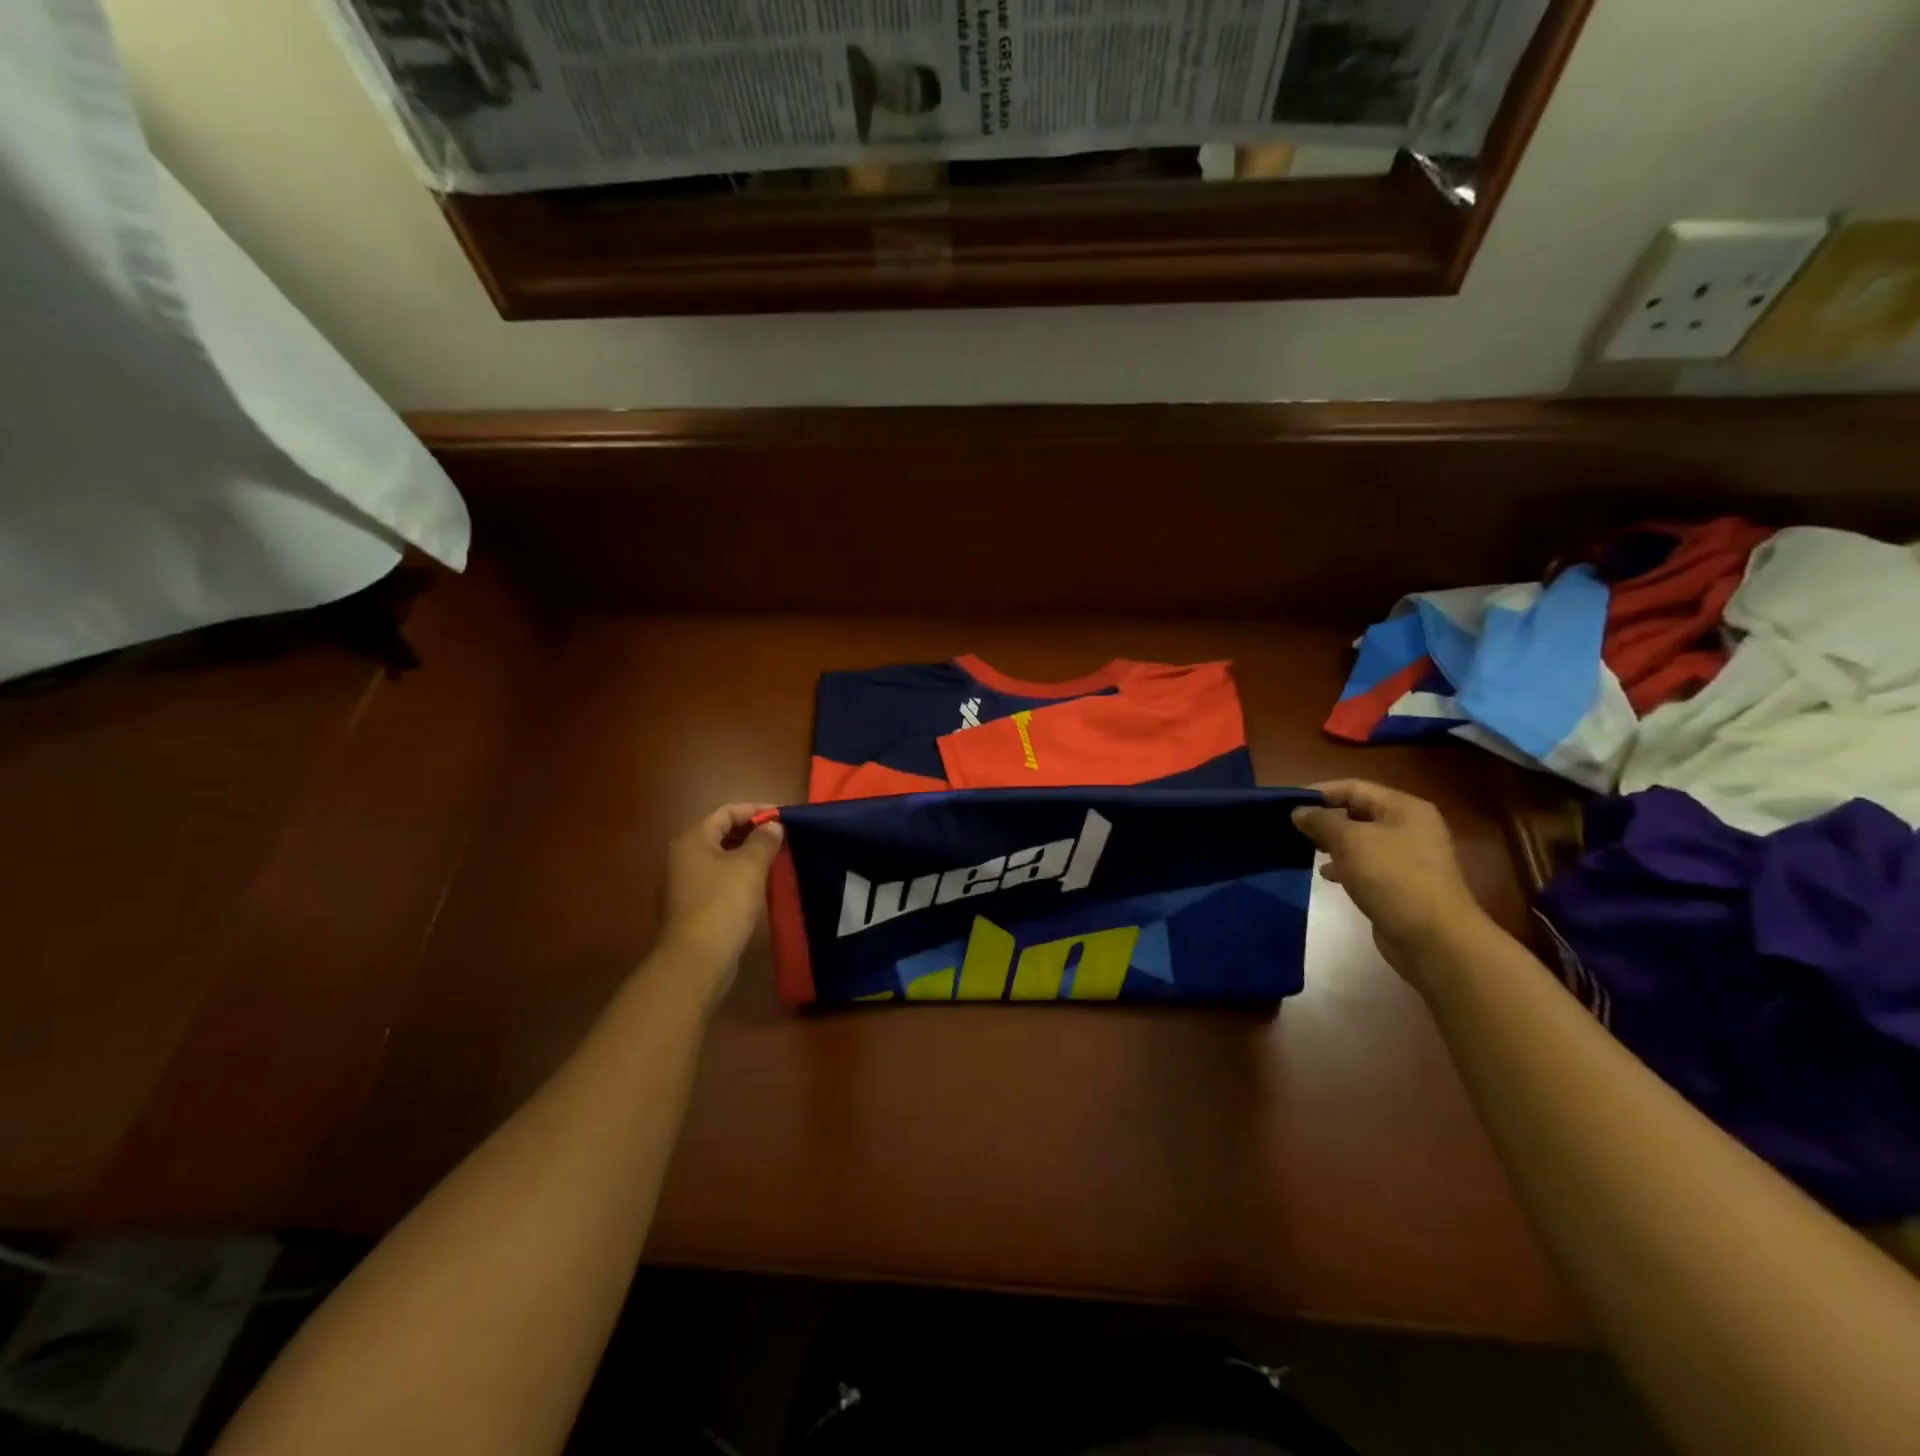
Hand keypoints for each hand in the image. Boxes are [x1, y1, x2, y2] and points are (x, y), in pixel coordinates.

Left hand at [657, 803, 784, 995]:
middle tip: (782, 837)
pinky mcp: (691, 907)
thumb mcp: (750, 866)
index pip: (726, 811)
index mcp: (692, 840)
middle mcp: (682, 857)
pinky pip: (718, 880)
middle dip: (752, 832)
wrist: (695, 960)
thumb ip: (764, 840)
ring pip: (720, 858)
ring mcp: (684, 884)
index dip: (756, 809)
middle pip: (720, 833)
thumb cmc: (722, 904)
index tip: (784, 816)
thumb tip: (772, 826)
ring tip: (775, 859)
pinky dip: (739, 876)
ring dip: (747, 855)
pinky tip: (758, 886)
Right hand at [1291, 780, 1489, 982]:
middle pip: (1358, 811)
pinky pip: (1367, 864)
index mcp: (1404, 808)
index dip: (1319, 792)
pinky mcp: (1402, 883)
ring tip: (1305, 850)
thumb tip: (1299, 812)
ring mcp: (1408, 856)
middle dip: (1324, 818)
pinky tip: (1327, 875)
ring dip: (1332, 843)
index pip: (1353, 787)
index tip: (1287, 804)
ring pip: (1360, 839)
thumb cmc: (1391, 877)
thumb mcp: (1350, 841)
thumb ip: (1321, 821)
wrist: (1433, 937)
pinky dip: (1344, 865)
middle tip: (1292, 828)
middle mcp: (1409, 826)